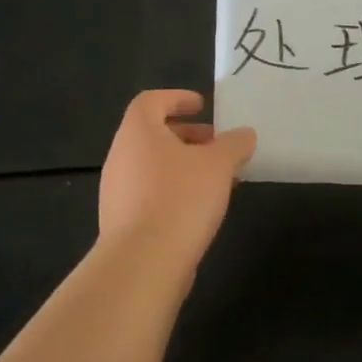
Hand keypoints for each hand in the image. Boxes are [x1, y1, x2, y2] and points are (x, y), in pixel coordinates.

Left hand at [99, 90, 255, 273]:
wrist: (143, 262)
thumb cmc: (180, 198)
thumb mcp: (218, 165)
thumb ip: (234, 145)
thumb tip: (244, 134)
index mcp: (137, 132)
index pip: (151, 101)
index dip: (176, 98)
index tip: (202, 106)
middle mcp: (120, 156)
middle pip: (152, 134)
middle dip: (186, 135)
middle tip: (216, 144)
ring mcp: (117, 191)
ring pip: (152, 166)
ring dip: (183, 165)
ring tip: (216, 178)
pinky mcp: (121, 221)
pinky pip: (149, 194)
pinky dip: (174, 190)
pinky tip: (199, 208)